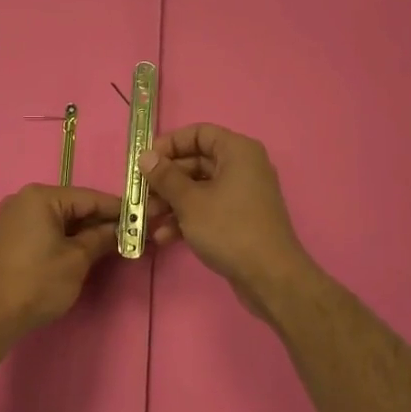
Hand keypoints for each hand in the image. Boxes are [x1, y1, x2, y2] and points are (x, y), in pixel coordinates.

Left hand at [0, 184, 123, 335]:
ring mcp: (13, 219)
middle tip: (132, 233)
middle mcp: (24, 200)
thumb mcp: (76, 260)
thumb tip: (121, 230)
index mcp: (41, 197)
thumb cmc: (36, 283)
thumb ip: (101, 239)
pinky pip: (45, 230)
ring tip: (112, 245)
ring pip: (60, 219)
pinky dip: (65, 239)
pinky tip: (83, 252)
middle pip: (74, 206)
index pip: (90, 197)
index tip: (144, 216)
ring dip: (84, 232)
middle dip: (101, 221)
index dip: (118, 209)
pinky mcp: (9, 238)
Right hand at [140, 124, 317, 317]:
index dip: (170, 144)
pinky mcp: (240, 219)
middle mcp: (242, 166)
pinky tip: (164, 238)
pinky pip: (208, 209)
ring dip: (171, 202)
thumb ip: (165, 176)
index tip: (145, 162)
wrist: (270, 277)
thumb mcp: (190, 201)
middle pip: (196, 162)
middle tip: (140, 195)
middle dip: (165, 180)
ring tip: (146, 219)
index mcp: (237, 151)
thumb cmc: (229, 229)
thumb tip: (145, 156)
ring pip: (199, 188)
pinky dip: (187, 218)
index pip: (198, 134)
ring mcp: (242, 194)